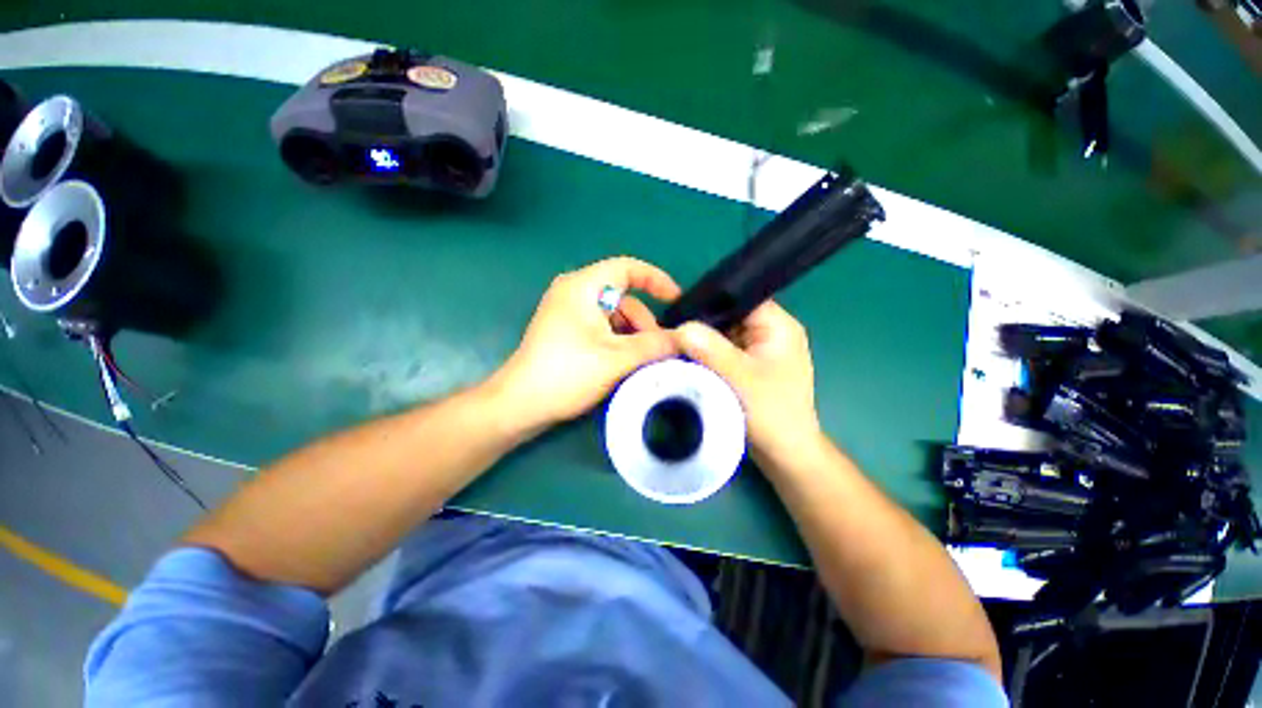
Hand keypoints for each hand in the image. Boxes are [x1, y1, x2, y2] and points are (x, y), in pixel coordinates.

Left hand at [491, 257, 681, 430]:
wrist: (520, 404)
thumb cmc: (567, 373)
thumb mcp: (617, 358)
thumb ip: (655, 345)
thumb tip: (686, 338)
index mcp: (583, 286)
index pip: (628, 268)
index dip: (656, 280)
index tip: (677, 301)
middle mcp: (574, 292)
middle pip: (623, 297)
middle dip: (644, 322)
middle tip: (660, 350)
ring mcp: (568, 313)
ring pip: (613, 316)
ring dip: (633, 336)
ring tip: (645, 362)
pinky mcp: (566, 331)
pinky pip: (601, 328)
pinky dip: (618, 341)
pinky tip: (627, 363)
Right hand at [669, 300, 821, 462]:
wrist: (784, 453)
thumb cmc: (772, 413)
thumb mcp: (741, 379)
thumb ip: (712, 350)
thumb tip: (680, 327)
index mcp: (778, 326)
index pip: (741, 298)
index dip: (711, 300)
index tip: (680, 309)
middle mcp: (769, 333)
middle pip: (729, 315)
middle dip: (702, 323)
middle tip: (670, 329)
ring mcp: (757, 350)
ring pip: (722, 334)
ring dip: (702, 340)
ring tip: (673, 343)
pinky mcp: (747, 366)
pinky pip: (722, 351)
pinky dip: (706, 355)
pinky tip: (686, 358)